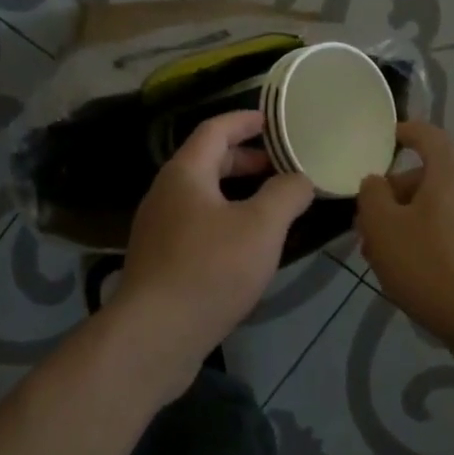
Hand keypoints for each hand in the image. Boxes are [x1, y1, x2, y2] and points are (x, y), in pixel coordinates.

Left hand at [114, 110, 314, 390]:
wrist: (154, 335)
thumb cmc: (210, 269)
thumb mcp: (261, 227)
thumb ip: (286, 194)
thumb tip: (299, 180)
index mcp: (185, 173)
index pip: (215, 129)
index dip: (244, 120)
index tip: (272, 119)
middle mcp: (165, 193)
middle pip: (207, 161)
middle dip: (244, 158)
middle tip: (280, 165)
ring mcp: (158, 228)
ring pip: (202, 195)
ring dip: (236, 192)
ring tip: (270, 204)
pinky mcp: (159, 260)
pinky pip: (196, 224)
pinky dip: (224, 219)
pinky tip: (246, 244)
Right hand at [356, 121, 453, 345]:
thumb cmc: (429, 263)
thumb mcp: (382, 225)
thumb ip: (372, 194)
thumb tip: (375, 183)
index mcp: (450, 170)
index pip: (426, 134)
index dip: (402, 132)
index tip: (380, 140)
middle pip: (424, 175)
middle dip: (390, 193)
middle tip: (364, 219)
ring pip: (431, 206)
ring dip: (401, 220)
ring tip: (375, 251)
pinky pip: (445, 228)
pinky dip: (420, 237)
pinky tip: (401, 268)